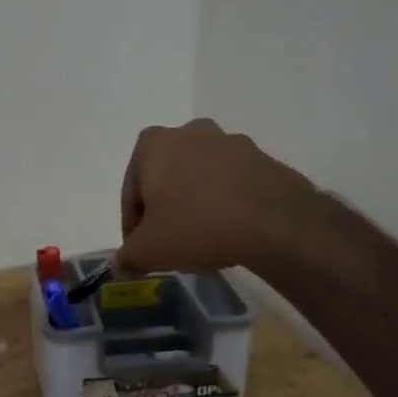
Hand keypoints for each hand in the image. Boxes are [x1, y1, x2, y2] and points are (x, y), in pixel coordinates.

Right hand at [116, 119, 321, 275]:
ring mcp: (229, 142)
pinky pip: (231, 184)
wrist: (275, 222)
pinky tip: (230, 231)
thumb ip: (128, 257)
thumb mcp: (149, 251)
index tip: (141, 251)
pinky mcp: (261, 158)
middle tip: (170, 244)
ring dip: (196, 203)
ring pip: (200, 178)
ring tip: (203, 239)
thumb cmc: (197, 226)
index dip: (132, 226)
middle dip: (165, 209)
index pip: (131, 191)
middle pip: (166, 178)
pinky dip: (225, 203)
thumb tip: (123, 264)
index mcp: (153, 144)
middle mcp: (189, 132)